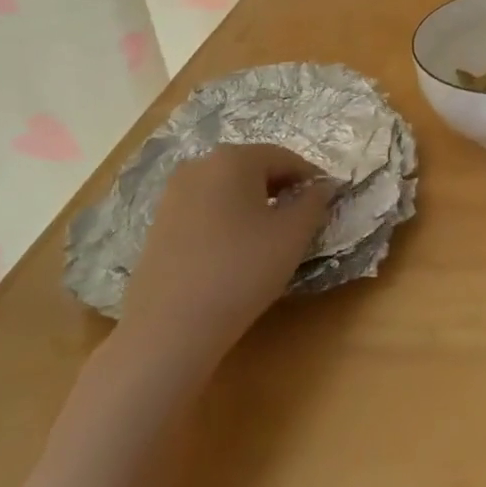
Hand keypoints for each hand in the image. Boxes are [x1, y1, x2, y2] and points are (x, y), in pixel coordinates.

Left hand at [118, 144, 333, 366]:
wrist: (169, 328)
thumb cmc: (242, 270)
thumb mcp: (294, 234)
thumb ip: (315, 201)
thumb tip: (322, 186)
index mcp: (234, 158)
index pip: (286, 158)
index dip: (310, 178)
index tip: (326, 201)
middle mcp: (200, 165)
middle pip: (254, 168)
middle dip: (281, 189)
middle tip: (301, 219)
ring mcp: (173, 194)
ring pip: (228, 189)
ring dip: (254, 204)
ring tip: (269, 237)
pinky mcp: (158, 223)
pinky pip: (206, 209)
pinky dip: (227, 220)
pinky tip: (235, 251)